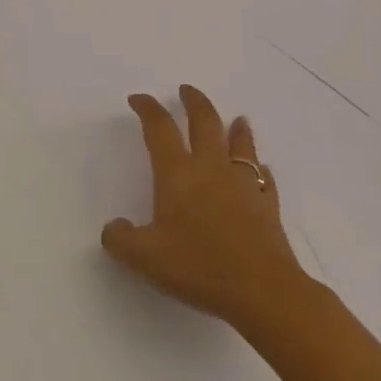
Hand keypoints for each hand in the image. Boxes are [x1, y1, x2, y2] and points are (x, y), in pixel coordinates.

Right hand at [101, 84, 309, 328]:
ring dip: (236, 128)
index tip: (138, 99)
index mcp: (177, 173)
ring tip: (237, 118)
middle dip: (194, 102)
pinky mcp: (267, 205)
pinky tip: (259, 170)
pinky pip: (262, 177)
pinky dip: (258, 169)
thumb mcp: (145, 258)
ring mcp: (243, 184)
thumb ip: (121, 239)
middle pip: (204, 122)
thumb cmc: (199, 267)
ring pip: (240, 144)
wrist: (263, 291)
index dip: (147, 109)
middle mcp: (210, 168)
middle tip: (187, 90)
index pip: (159, 128)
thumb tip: (113, 228)